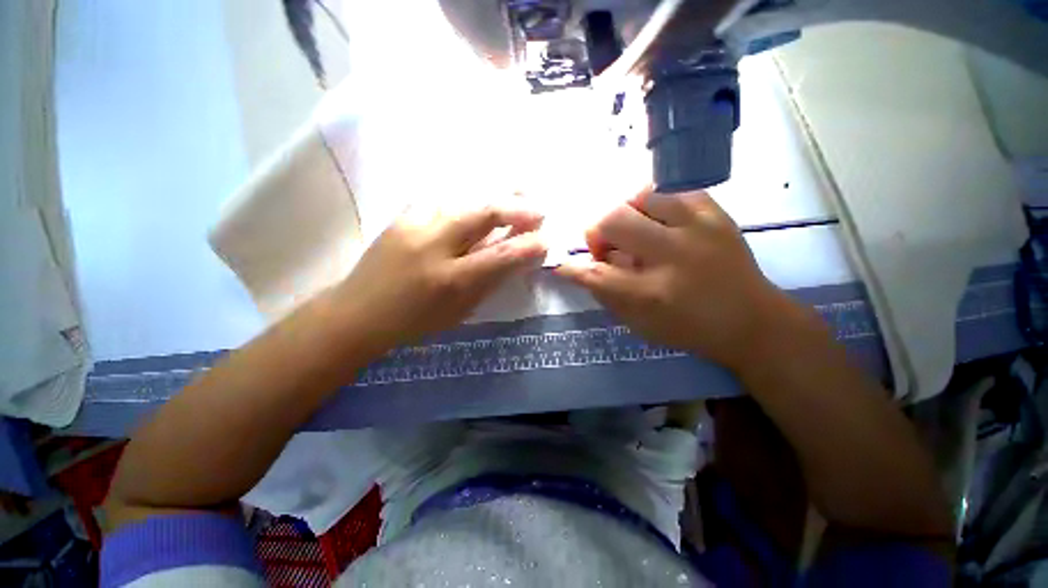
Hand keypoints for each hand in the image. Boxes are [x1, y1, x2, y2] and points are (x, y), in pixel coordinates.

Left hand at [333, 201, 545, 351]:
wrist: (358, 313)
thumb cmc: (414, 321)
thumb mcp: (460, 310)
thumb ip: (489, 280)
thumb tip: (517, 258)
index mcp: (450, 279)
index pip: (500, 256)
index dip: (528, 246)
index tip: (547, 239)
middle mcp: (433, 245)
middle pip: (482, 214)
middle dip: (516, 208)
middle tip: (538, 209)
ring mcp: (414, 225)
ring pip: (464, 200)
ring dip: (494, 199)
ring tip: (517, 193)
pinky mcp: (401, 216)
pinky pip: (442, 201)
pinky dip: (467, 200)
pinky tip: (476, 203)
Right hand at [556, 187, 789, 369]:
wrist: (752, 320)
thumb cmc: (688, 328)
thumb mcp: (639, 324)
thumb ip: (605, 293)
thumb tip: (581, 266)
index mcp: (652, 293)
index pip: (594, 273)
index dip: (571, 266)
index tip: (562, 263)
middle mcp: (673, 255)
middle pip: (613, 220)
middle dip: (597, 232)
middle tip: (606, 246)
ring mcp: (699, 227)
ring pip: (639, 196)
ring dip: (625, 213)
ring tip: (633, 230)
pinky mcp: (715, 212)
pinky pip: (670, 190)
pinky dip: (653, 203)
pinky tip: (657, 220)